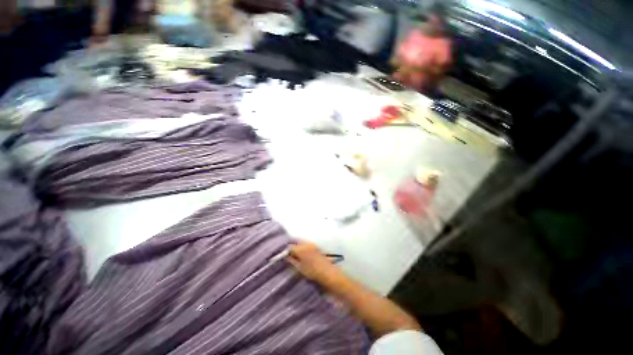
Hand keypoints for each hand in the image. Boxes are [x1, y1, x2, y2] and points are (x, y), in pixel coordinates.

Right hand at [287, 241, 342, 283]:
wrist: (327, 272)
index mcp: (301, 249)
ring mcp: (312, 244)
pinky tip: (303, 253)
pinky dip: (303, 246)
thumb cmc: (312, 272)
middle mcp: (306, 244)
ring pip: (302, 241)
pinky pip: (307, 243)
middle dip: (292, 245)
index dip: (287, 251)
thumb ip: (292, 260)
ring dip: (297, 245)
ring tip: (296, 253)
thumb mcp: (300, 268)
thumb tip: (287, 256)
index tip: (284, 255)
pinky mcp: (316, 246)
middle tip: (289, 252)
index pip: (291, 247)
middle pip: (296, 241)